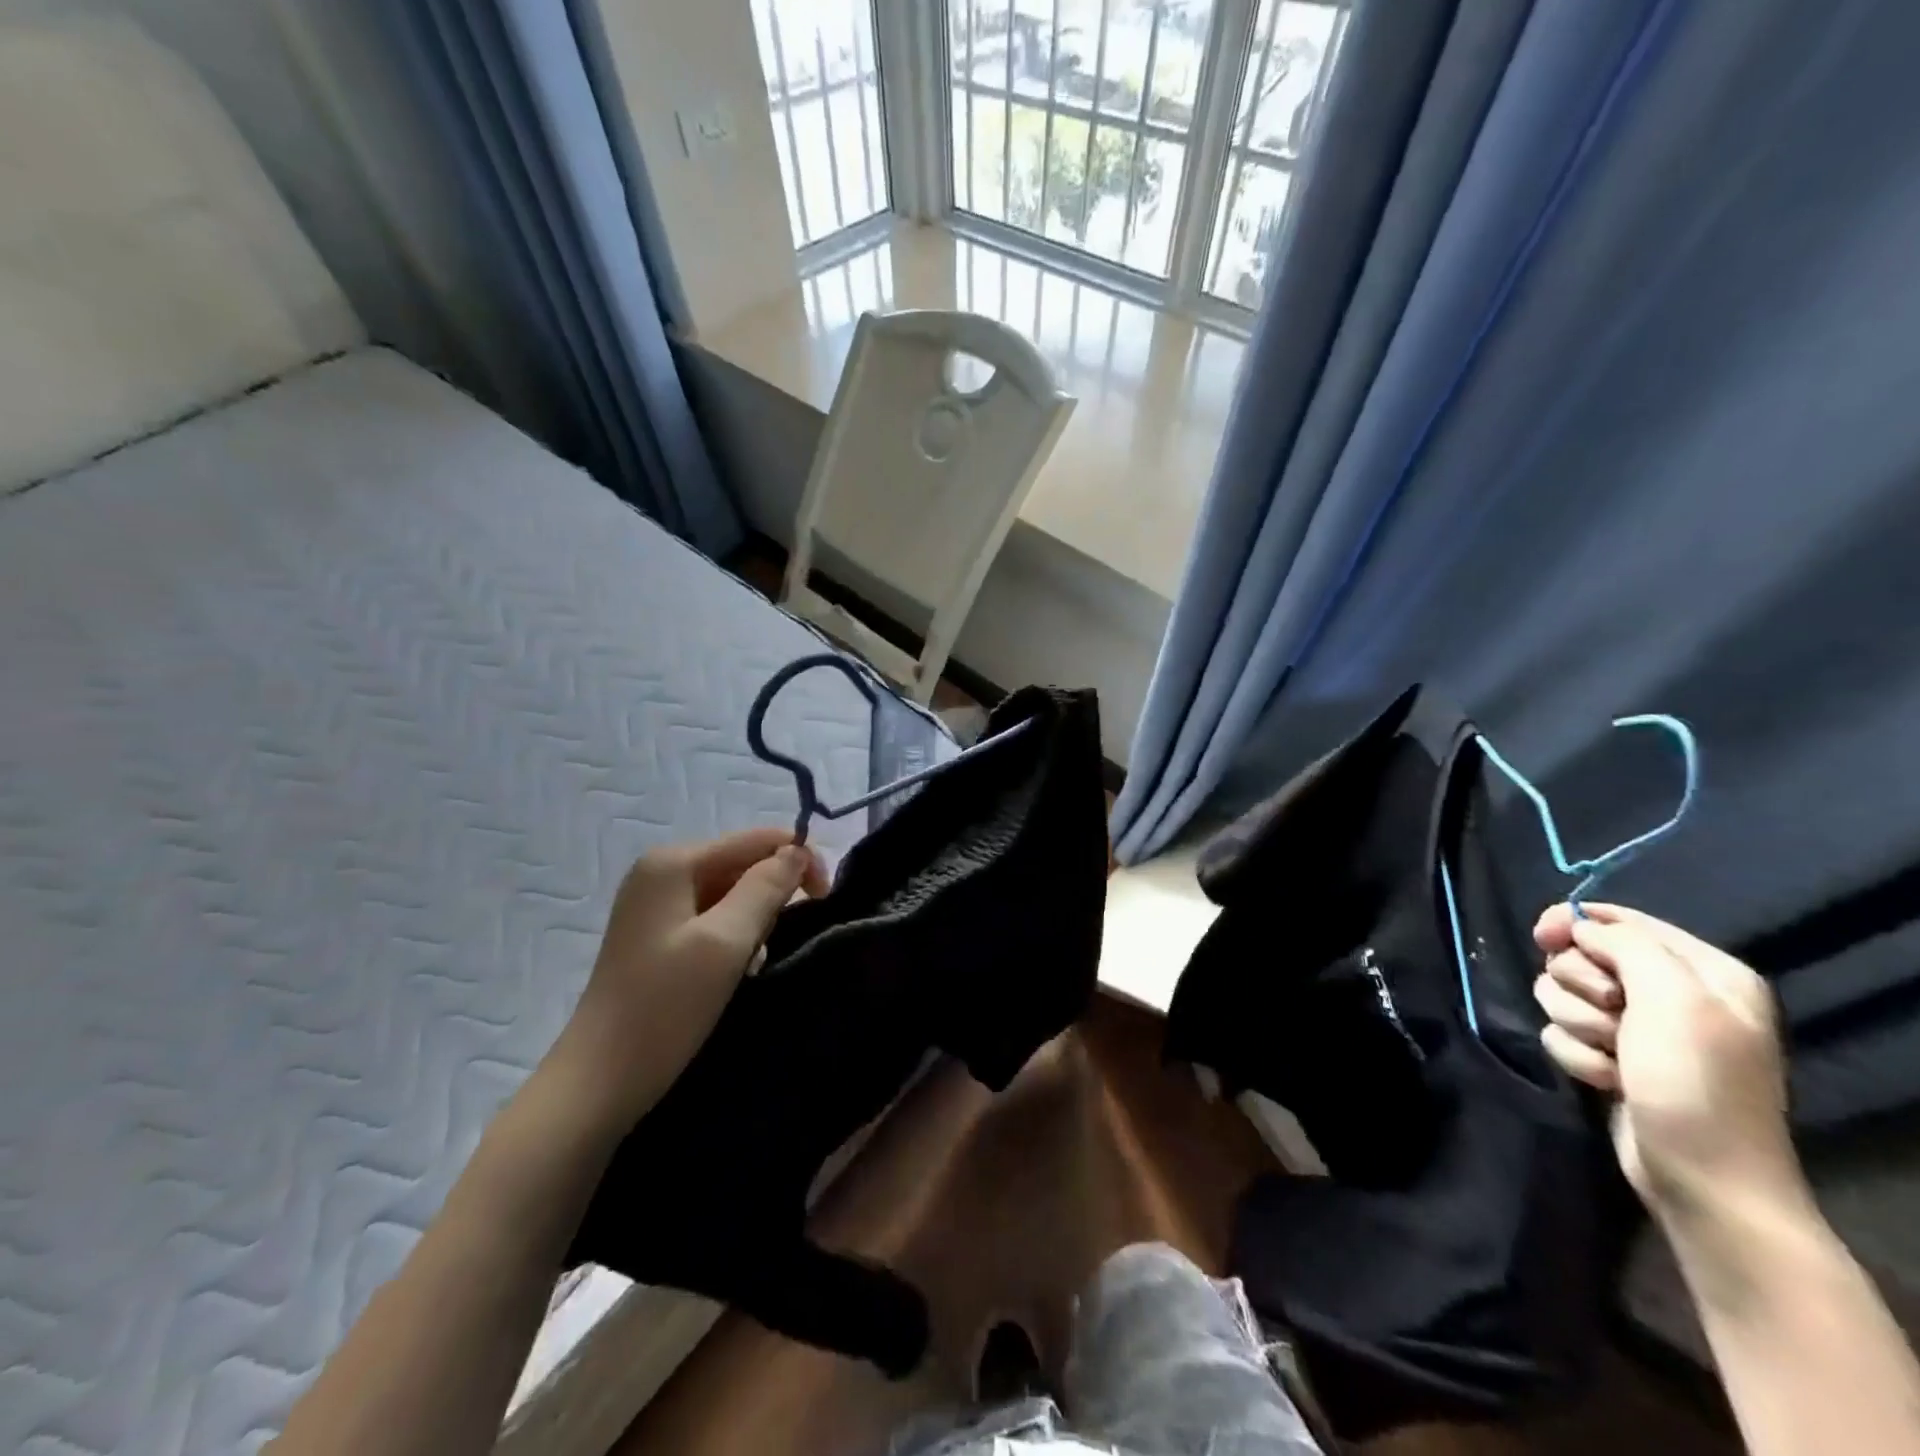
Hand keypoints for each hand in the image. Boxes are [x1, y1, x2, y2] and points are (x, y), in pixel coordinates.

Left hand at [546, 828, 826, 1126]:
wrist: (600, 1082)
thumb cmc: (665, 1007)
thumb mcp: (726, 942)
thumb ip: (766, 888)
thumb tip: (798, 851)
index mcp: (674, 862)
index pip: (756, 839)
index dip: (798, 860)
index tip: (826, 898)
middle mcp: (661, 871)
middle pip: (743, 863)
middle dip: (772, 895)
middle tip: (776, 941)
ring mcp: (655, 903)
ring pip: (731, 892)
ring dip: (754, 921)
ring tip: (751, 963)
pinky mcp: (656, 934)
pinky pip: (713, 917)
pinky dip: (734, 937)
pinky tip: (735, 969)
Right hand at [1532, 903, 1804, 1225]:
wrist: (1703, 1180)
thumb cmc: (1696, 1083)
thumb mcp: (1674, 1000)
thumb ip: (1626, 945)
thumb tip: (1578, 928)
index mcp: (1702, 971)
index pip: (1620, 919)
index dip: (1574, 922)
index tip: (1543, 938)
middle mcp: (1671, 994)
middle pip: (1580, 957)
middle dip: (1579, 986)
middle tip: (1609, 1014)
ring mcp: (1639, 1030)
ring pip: (1563, 995)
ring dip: (1576, 1024)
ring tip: (1611, 1056)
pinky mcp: (1611, 1057)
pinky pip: (1562, 1033)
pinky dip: (1576, 1055)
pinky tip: (1605, 1080)